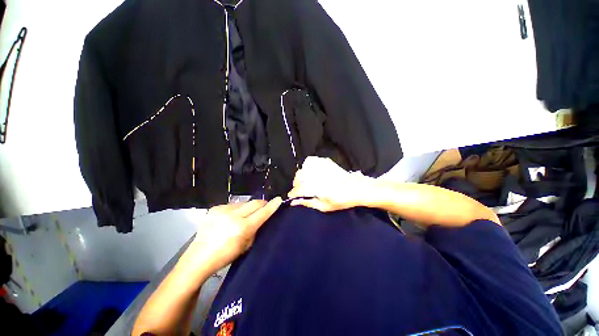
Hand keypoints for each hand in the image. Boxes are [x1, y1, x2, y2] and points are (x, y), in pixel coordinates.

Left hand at [192, 198, 281, 272]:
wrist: (199, 257)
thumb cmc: (226, 255)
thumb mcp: (246, 245)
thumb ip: (256, 229)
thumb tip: (261, 217)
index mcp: (242, 228)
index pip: (262, 212)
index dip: (272, 205)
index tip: (278, 199)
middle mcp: (233, 216)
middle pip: (254, 202)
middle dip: (262, 204)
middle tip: (265, 206)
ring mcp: (222, 210)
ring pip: (244, 202)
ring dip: (248, 207)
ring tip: (245, 215)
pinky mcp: (215, 208)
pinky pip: (232, 205)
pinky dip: (236, 209)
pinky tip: (231, 217)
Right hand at [287, 156, 374, 211]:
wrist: (356, 188)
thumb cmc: (341, 200)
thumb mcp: (324, 206)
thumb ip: (308, 203)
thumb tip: (294, 202)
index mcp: (316, 187)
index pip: (298, 189)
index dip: (293, 193)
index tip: (291, 196)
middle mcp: (317, 175)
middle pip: (299, 177)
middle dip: (296, 185)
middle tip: (299, 190)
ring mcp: (321, 167)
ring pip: (303, 169)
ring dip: (300, 176)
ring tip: (304, 181)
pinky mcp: (325, 161)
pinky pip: (310, 161)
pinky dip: (307, 166)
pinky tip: (310, 172)